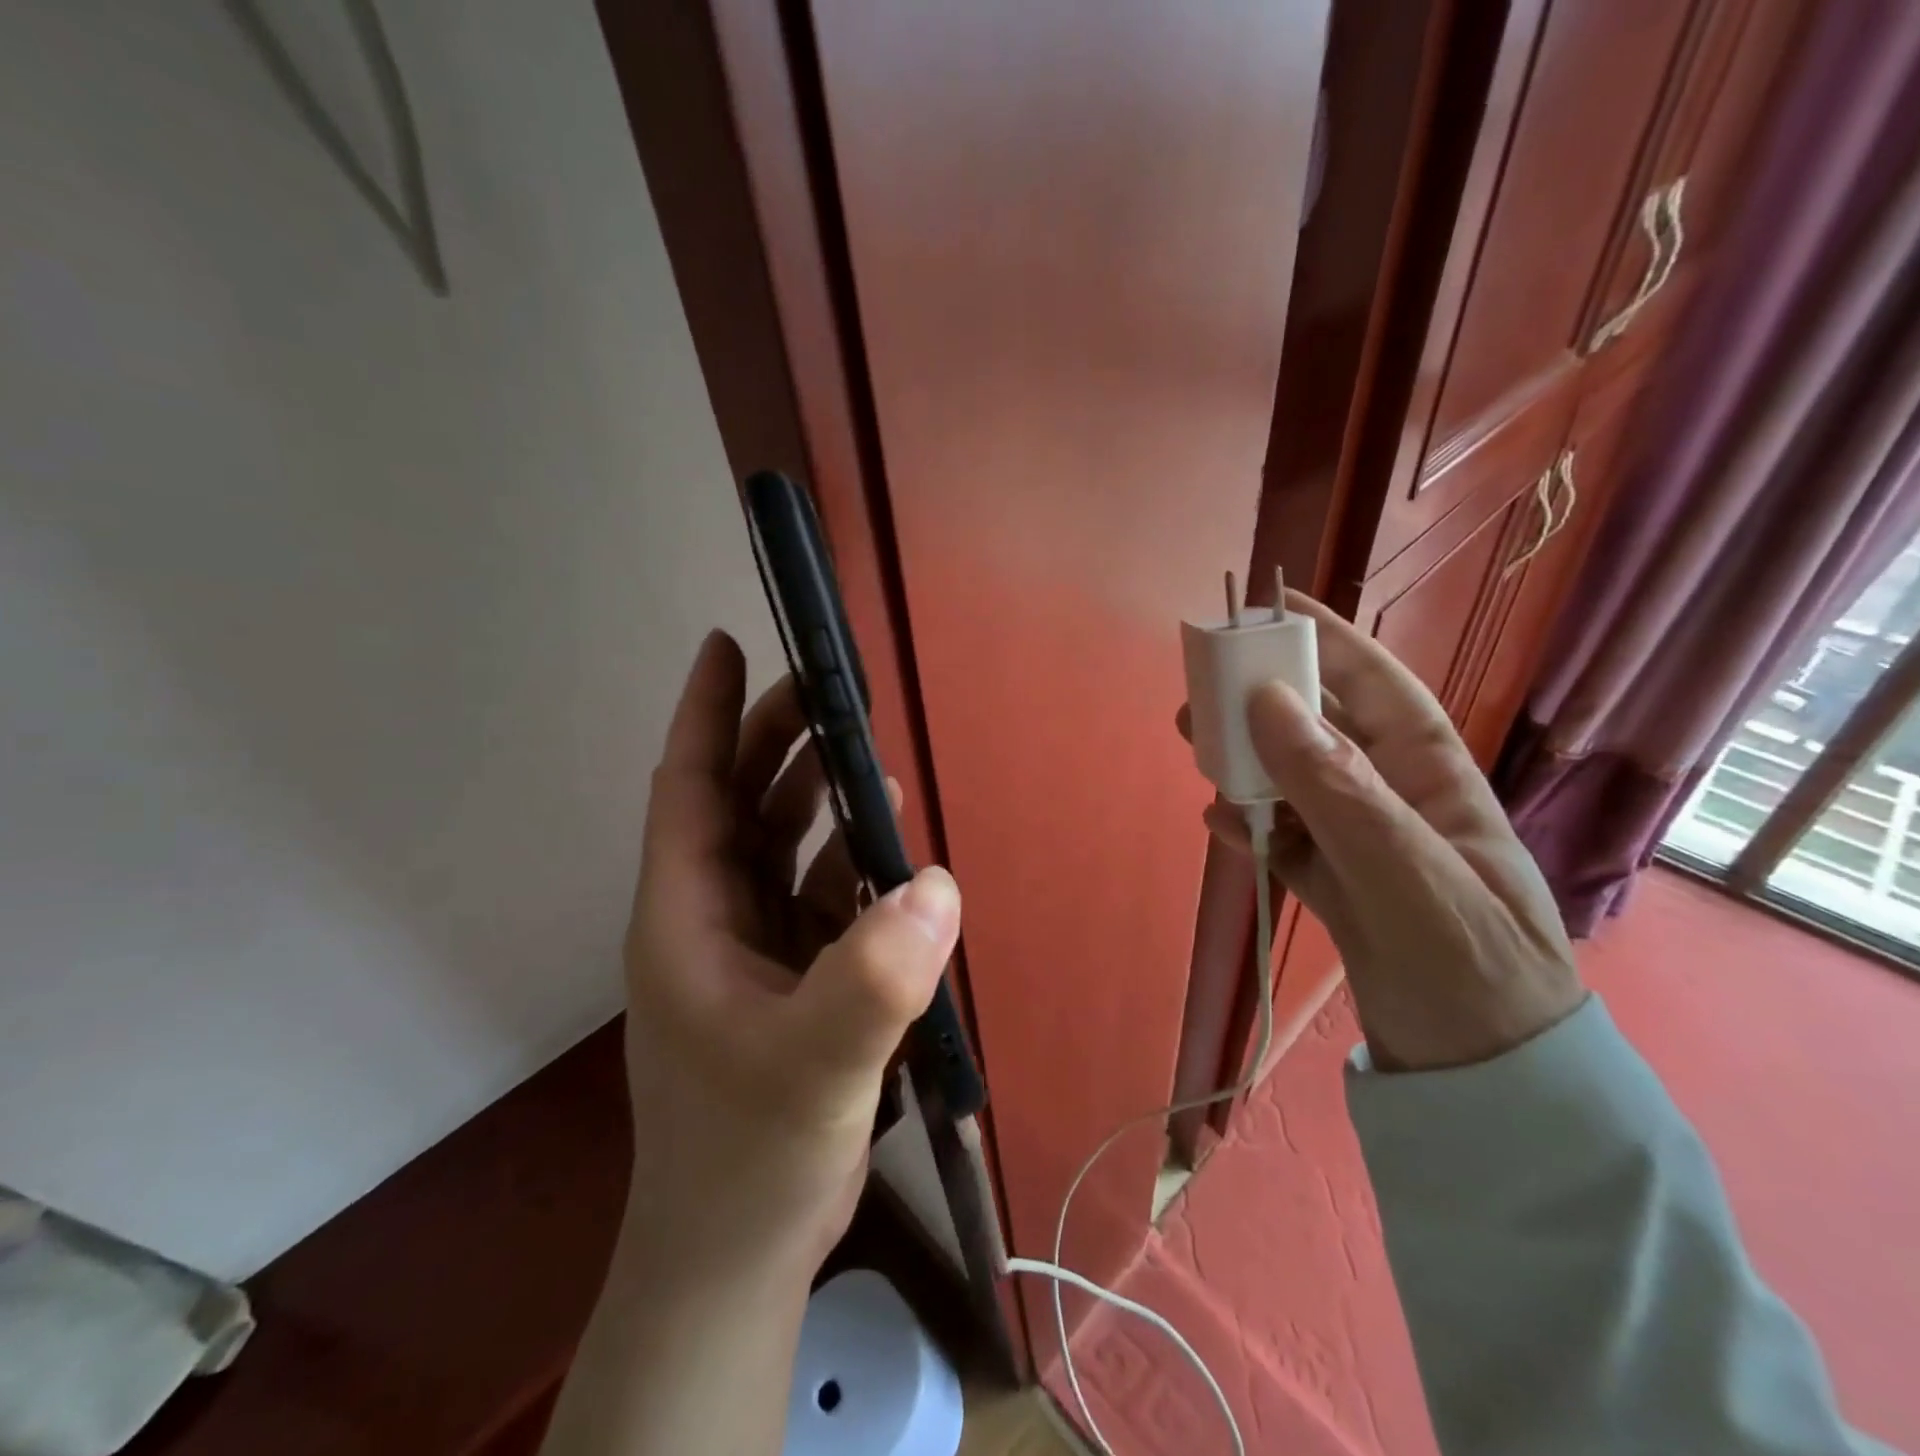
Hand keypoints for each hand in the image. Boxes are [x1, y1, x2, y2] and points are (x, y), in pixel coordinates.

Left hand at [621, 631, 961, 1279]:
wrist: (740, 1250)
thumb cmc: (749, 1154)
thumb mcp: (812, 1066)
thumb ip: (871, 980)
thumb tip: (937, 885)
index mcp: (686, 915)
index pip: (689, 787)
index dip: (706, 713)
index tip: (727, 644)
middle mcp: (714, 916)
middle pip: (744, 803)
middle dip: (781, 741)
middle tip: (834, 689)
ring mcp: (755, 947)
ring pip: (786, 845)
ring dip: (824, 800)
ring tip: (874, 759)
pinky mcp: (794, 976)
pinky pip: (823, 895)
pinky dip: (855, 865)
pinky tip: (896, 853)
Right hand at [1192, 592, 1582, 1071]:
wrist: (1484, 1081)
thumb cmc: (1472, 969)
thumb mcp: (1409, 874)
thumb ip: (1339, 789)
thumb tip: (1269, 701)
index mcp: (1434, 780)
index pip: (1379, 688)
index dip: (1331, 640)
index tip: (1274, 605)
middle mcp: (1395, 800)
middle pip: (1320, 732)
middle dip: (1263, 707)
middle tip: (1199, 696)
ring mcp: (1363, 844)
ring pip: (1293, 783)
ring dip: (1246, 767)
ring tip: (1197, 757)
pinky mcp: (1336, 886)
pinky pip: (1285, 840)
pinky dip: (1251, 829)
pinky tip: (1223, 829)